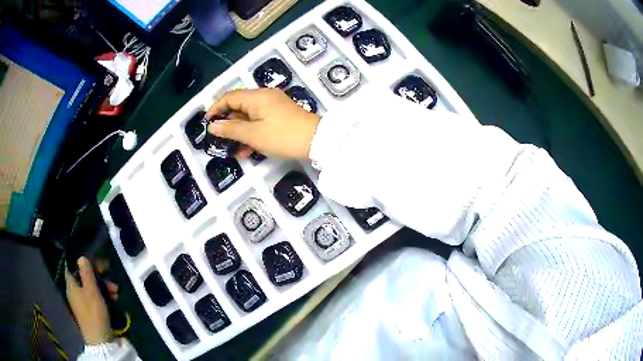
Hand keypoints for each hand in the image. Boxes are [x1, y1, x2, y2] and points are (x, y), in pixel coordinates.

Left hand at [65, 257, 112, 344]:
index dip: (81, 261)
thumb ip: (86, 272)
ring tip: (116, 292)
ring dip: (103, 287)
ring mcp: (81, 302)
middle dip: (98, 276)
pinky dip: (103, 297)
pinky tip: (114, 300)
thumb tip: (81, 257)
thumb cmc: (93, 312)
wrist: (99, 340)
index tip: (93, 260)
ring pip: (90, 289)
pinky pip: (94, 298)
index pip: (71, 266)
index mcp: (71, 284)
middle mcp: (73, 291)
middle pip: (83, 278)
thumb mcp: (91, 290)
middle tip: (110, 276)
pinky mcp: (88, 312)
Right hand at [206, 88, 320, 158]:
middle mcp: (264, 97)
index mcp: (256, 96)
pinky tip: (247, 151)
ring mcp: (273, 106)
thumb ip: (231, 129)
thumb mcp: (253, 134)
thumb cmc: (282, 136)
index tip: (207, 122)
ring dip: (240, 132)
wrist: (317, 141)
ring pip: (249, 117)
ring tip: (232, 149)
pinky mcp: (280, 116)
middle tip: (219, 139)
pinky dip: (252, 134)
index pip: (229, 97)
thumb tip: (213, 125)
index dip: (216, 108)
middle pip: (239, 106)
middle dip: (228, 123)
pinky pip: (260, 122)